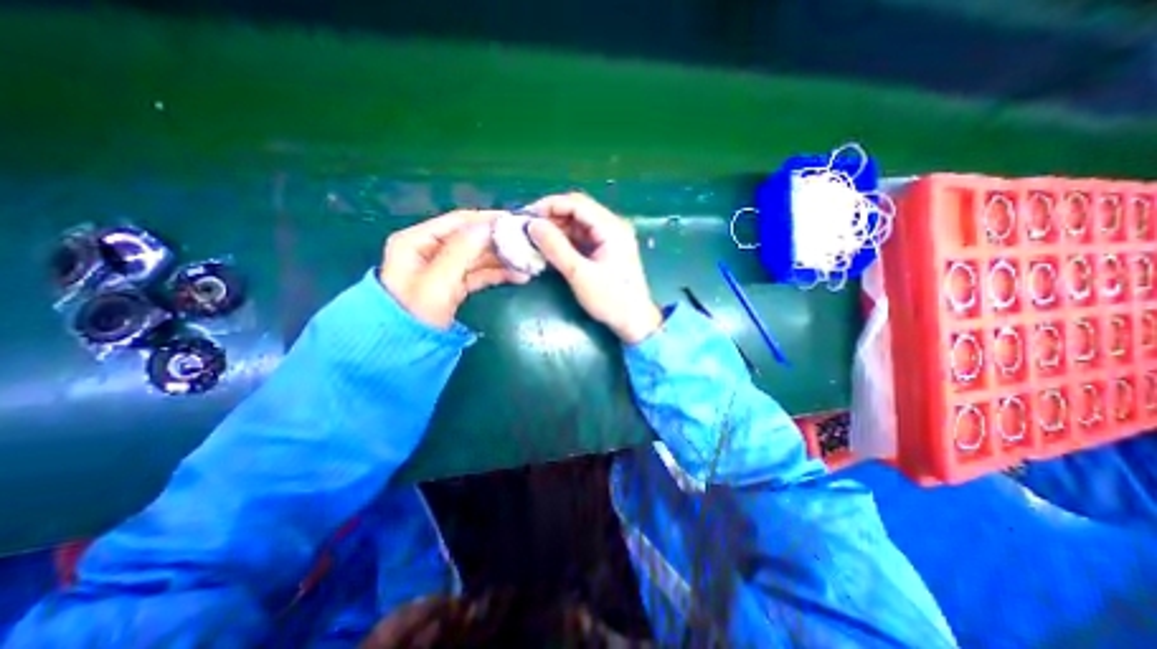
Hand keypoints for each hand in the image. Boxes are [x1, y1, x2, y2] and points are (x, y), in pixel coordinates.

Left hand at [382, 210, 526, 329]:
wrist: (402, 351)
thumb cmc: (415, 313)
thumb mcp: (437, 281)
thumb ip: (461, 251)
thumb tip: (488, 226)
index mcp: (417, 241)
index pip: (458, 221)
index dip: (488, 219)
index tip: (516, 220)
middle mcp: (430, 250)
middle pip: (471, 239)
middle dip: (499, 241)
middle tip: (528, 243)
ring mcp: (443, 268)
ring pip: (478, 257)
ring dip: (502, 259)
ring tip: (528, 262)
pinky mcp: (453, 285)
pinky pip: (479, 274)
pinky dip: (497, 274)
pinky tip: (518, 276)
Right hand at [525, 192, 660, 344]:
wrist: (634, 321)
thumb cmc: (611, 299)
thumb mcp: (579, 274)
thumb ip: (556, 248)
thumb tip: (533, 225)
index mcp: (611, 227)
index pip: (576, 203)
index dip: (549, 205)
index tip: (527, 216)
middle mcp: (612, 226)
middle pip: (577, 211)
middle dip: (551, 217)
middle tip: (528, 229)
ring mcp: (610, 238)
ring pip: (578, 224)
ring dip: (557, 229)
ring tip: (535, 239)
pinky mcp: (606, 250)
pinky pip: (582, 237)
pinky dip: (565, 240)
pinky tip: (550, 248)